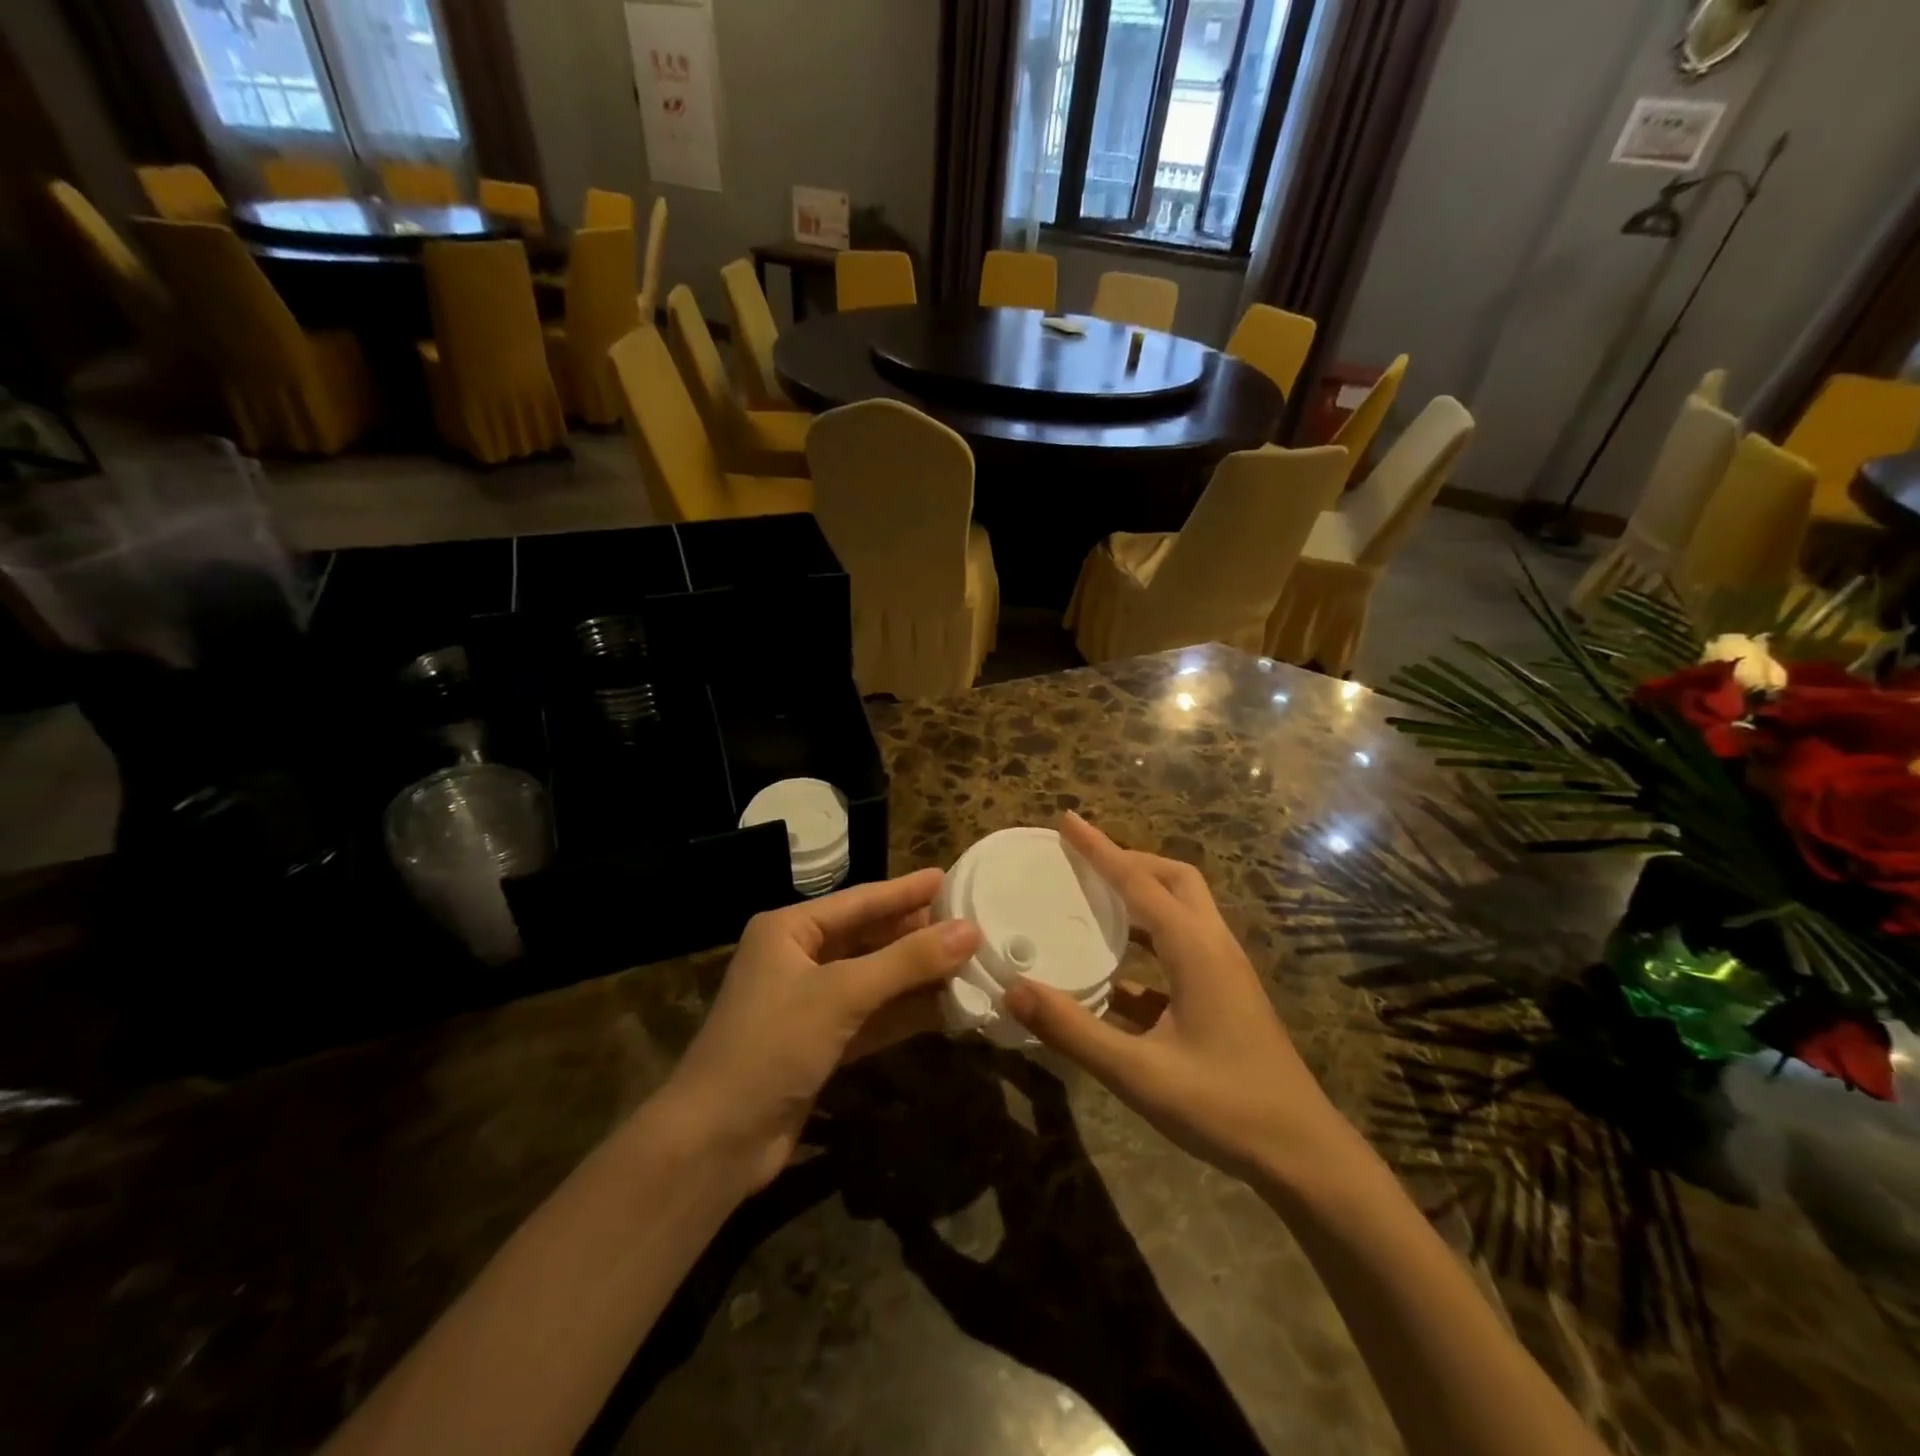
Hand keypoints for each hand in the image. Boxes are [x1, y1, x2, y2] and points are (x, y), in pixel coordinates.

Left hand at [666, 868, 980, 1191]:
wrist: (715, 1142)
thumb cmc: (772, 1045)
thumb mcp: (842, 994)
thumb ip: (907, 961)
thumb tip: (970, 930)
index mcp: (789, 931)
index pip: (859, 901)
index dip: (905, 891)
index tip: (947, 878)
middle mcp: (798, 959)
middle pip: (868, 938)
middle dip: (916, 935)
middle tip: (969, 924)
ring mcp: (809, 1004)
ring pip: (874, 980)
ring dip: (917, 976)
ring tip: (969, 963)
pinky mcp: (820, 1044)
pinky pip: (871, 1017)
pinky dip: (905, 1013)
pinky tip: (946, 1009)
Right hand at [1005, 812, 1353, 1186]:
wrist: (1302, 1156)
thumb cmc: (1223, 1106)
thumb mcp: (1138, 1073)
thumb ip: (1073, 1030)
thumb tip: (1014, 988)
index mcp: (1195, 949)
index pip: (1138, 882)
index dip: (1100, 849)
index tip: (1067, 820)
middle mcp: (1212, 947)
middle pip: (1173, 880)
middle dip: (1129, 862)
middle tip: (1084, 863)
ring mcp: (1222, 973)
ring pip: (1180, 913)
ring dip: (1139, 900)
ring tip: (1092, 903)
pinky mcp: (1223, 998)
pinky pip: (1179, 953)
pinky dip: (1145, 947)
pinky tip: (1111, 978)